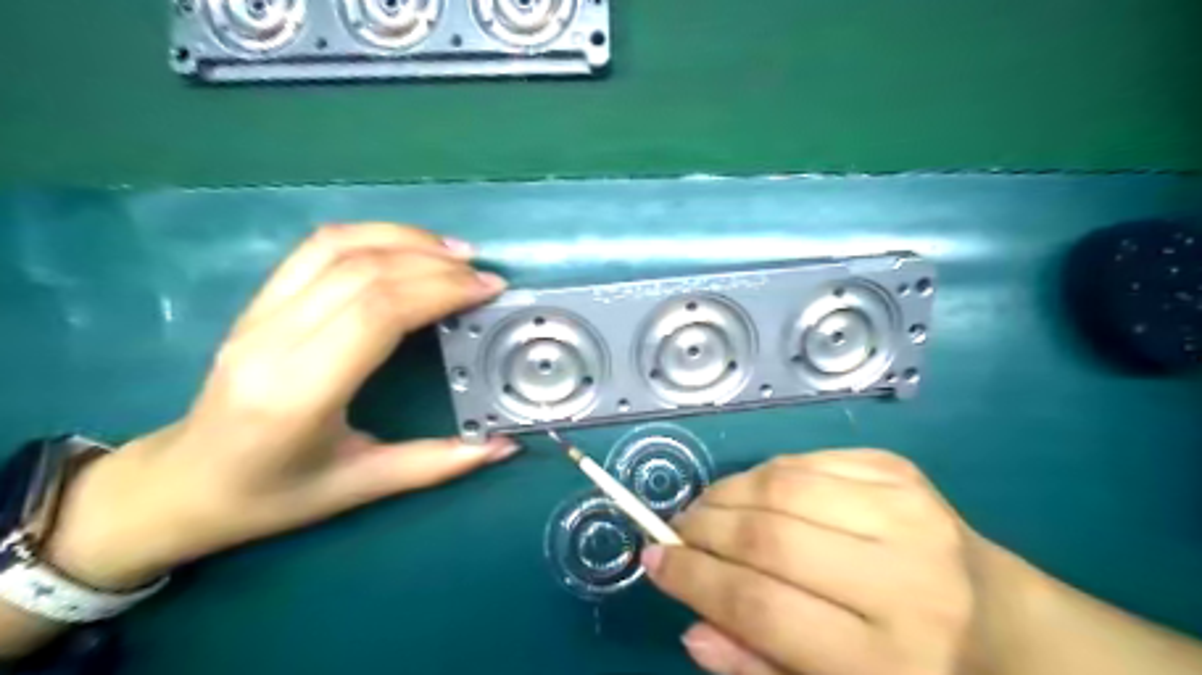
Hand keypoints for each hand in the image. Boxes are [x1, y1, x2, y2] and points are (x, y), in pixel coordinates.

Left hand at [40, 220, 509, 589]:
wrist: (181, 485)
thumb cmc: (272, 495)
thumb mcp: (361, 486)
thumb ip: (438, 463)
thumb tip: (506, 447)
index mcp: (299, 393)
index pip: (377, 312)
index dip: (439, 290)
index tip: (487, 290)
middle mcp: (273, 340)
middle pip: (363, 271)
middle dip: (435, 265)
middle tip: (484, 276)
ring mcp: (258, 313)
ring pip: (337, 246)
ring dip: (404, 238)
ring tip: (455, 252)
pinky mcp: (258, 301)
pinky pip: (316, 248)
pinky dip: (371, 235)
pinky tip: (408, 246)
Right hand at [644, 448, 978, 674]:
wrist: (1007, 626)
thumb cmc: (913, 671)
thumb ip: (759, 665)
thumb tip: (691, 625)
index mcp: (889, 661)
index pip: (762, 608)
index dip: (694, 579)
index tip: (653, 559)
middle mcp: (903, 581)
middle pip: (768, 539)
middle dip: (702, 530)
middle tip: (675, 531)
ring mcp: (907, 514)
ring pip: (781, 486)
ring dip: (726, 493)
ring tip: (706, 509)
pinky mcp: (902, 473)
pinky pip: (807, 460)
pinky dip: (765, 473)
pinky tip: (754, 493)